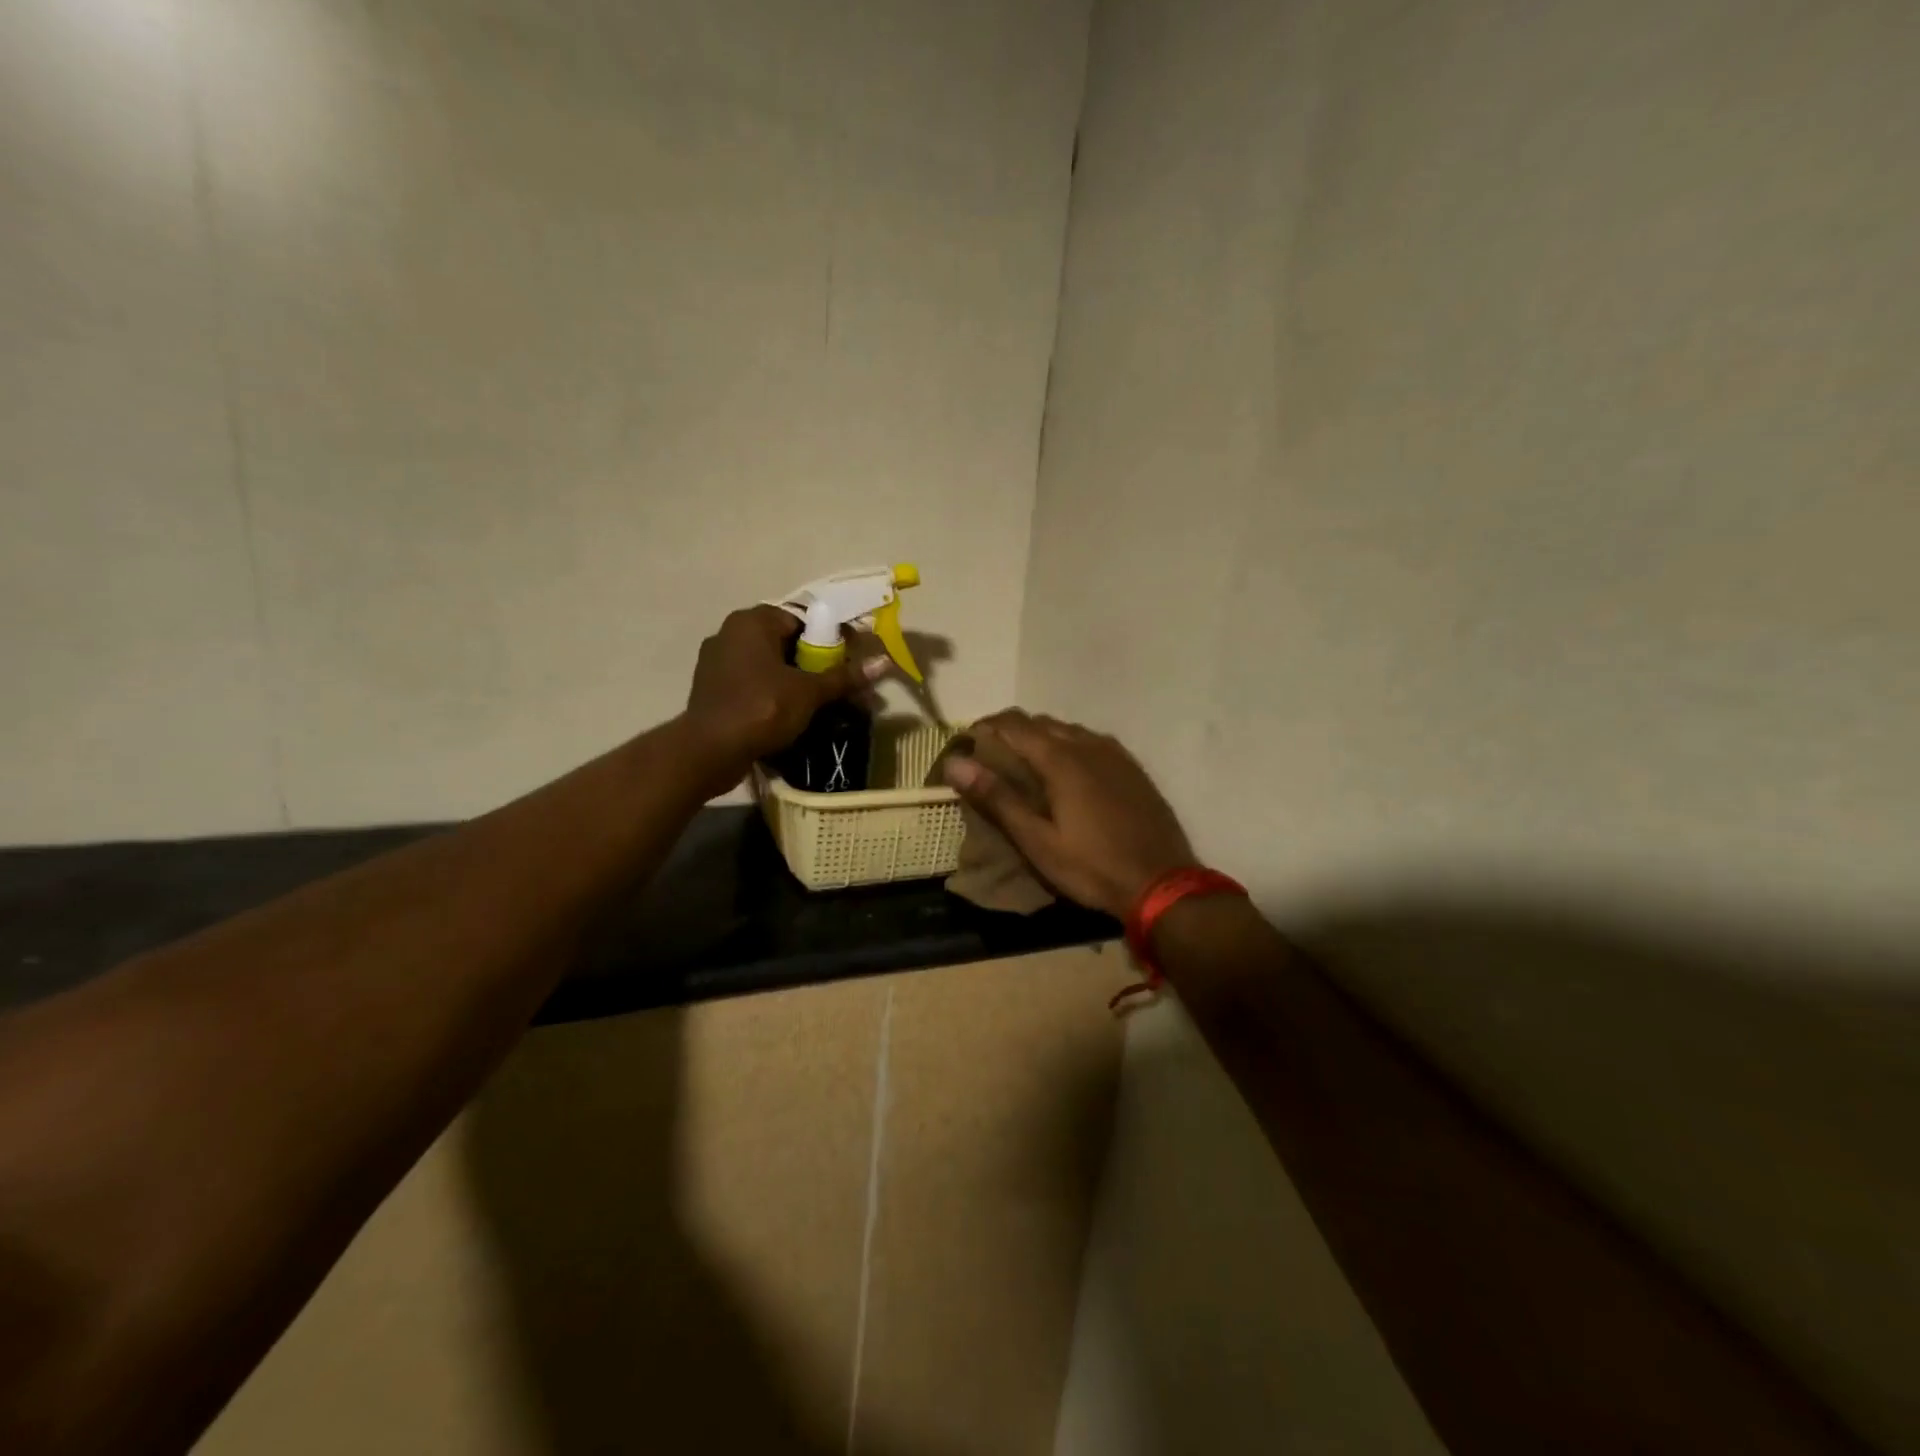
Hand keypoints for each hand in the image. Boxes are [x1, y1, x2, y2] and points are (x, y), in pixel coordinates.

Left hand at [683, 606, 883, 791]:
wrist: (709, 751)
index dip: (830, 640)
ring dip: (795, 683)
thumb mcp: (809, 692)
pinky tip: (791, 715)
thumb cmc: (762, 708)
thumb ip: (845, 676)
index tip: (849, 663)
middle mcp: (731, 633)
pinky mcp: (712, 690)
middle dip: (815, 665)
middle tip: (840, 687)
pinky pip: (752, 685)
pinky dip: (773, 695)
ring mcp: (717, 662)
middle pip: (786, 644)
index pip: (802, 621)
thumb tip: (884, 663)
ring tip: (821, 705)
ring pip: (769, 667)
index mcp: (752, 621)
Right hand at [943, 710, 1197, 918]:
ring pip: (1068, 730)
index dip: (985, 727)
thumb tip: (955, 763)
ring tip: (1024, 766)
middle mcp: (1088, 744)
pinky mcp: (1132, 768)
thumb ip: (997, 798)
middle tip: (991, 759)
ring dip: (1041, 738)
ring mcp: (1115, 754)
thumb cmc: (1092, 866)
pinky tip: (1067, 773)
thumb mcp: (1037, 841)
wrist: (1163, 883)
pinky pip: (1092, 742)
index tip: (966, 743)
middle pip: (1040, 722)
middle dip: (1011, 732)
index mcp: (1061, 758)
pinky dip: (1069, 747)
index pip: (1014, 724)